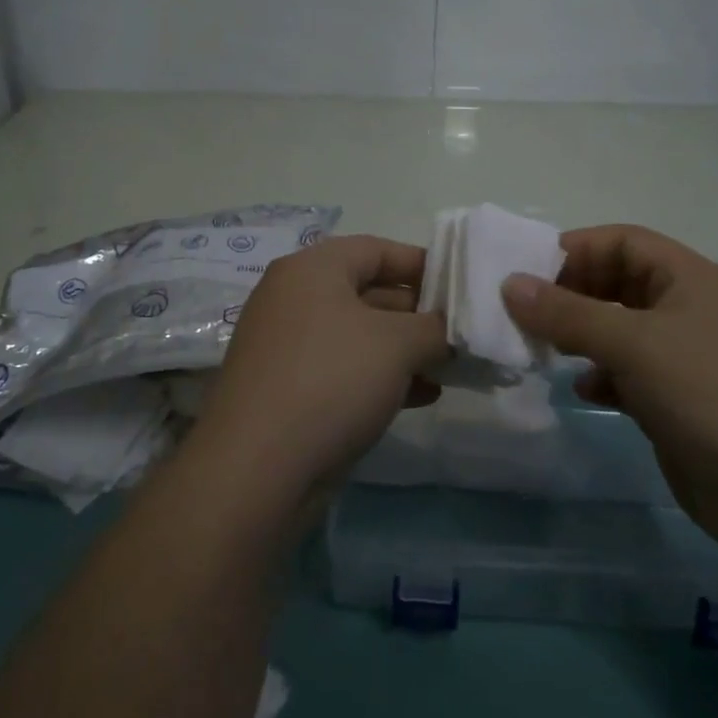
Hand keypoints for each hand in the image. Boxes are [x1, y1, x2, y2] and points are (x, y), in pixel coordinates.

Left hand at [194, 234, 446, 505]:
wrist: (256, 468)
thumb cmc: (331, 380)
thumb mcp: (397, 343)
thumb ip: (434, 327)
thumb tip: (448, 330)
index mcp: (312, 269)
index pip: (377, 249)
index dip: (422, 264)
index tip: (461, 287)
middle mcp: (294, 299)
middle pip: (368, 292)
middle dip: (418, 314)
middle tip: (460, 335)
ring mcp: (288, 346)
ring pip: (359, 336)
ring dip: (405, 351)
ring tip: (448, 370)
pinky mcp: (287, 389)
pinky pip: (343, 370)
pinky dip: (381, 378)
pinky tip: (421, 396)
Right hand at [502, 224, 717, 559]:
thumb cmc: (707, 394)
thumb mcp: (631, 344)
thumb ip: (567, 312)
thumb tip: (510, 284)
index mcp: (690, 278)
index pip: (623, 242)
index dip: (575, 250)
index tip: (527, 273)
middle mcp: (689, 309)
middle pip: (619, 282)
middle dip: (572, 294)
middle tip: (527, 314)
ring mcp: (687, 356)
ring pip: (620, 329)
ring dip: (581, 336)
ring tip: (546, 350)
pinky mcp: (680, 399)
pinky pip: (629, 371)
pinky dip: (602, 375)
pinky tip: (585, 391)